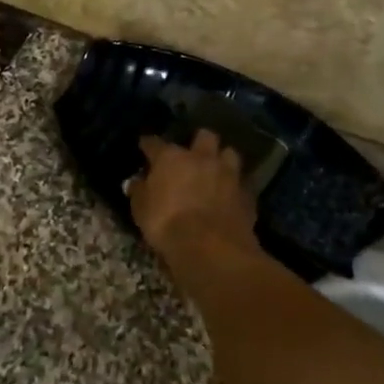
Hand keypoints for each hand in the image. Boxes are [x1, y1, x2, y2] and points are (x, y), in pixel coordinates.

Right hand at [129, 129, 257, 259]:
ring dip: (222, 160)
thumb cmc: (167, 224)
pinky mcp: (247, 194)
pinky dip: (235, 187)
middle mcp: (201, 158)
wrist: (210, 247)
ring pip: (230, 154)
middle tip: (192, 155)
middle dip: (198, 142)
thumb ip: (140, 192)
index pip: (155, 143)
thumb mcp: (141, 210)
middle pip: (205, 136)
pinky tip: (229, 196)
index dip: (148, 144)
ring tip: (216, 171)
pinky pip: (241, 183)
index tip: (144, 146)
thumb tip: (136, 183)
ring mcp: (228, 174)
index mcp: (171, 158)